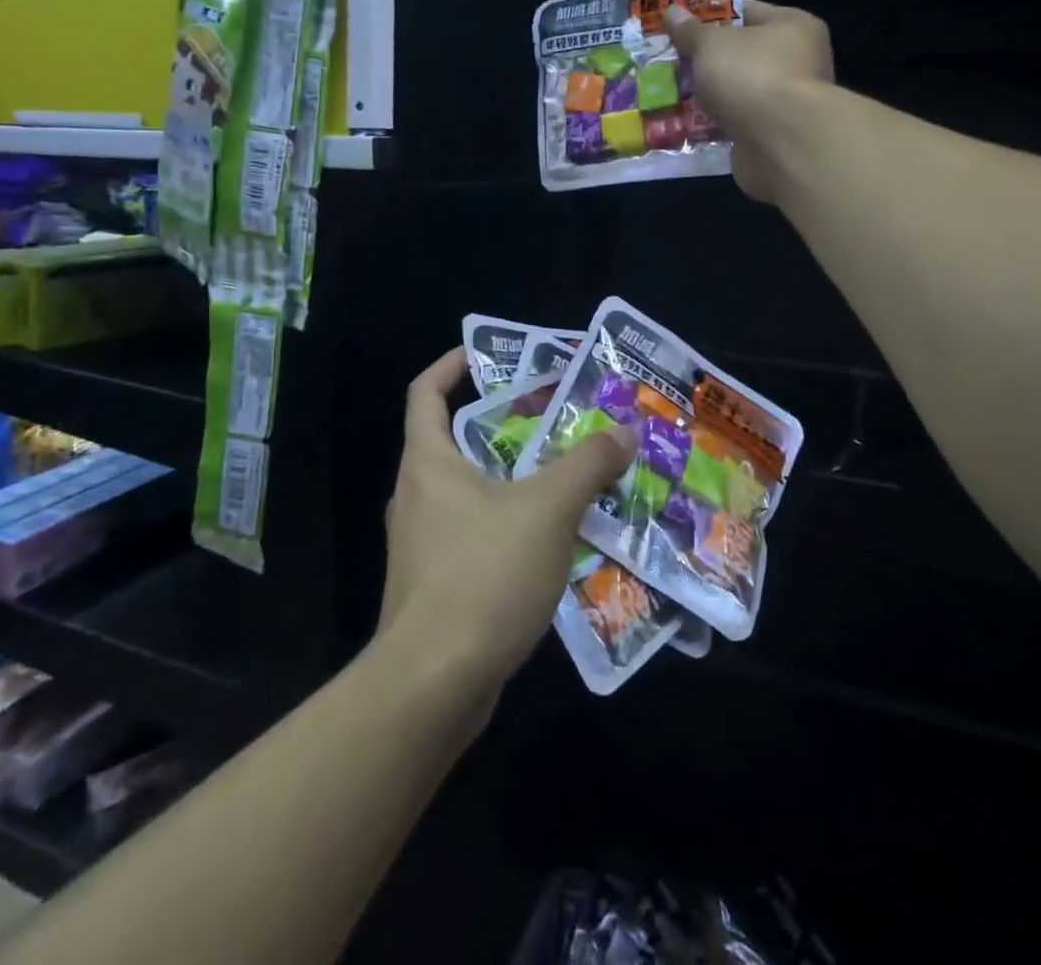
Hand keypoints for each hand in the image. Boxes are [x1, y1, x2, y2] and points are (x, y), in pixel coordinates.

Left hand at [377, 350, 638, 697]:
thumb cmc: (483, 575)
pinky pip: (475, 534)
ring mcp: (422, 543)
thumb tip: (623, 431)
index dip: (452, 366)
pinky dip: (510, 524)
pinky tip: (553, 540)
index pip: (425, 393)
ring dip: (513, 479)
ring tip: (566, 476)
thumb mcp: (547, 509)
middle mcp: (417, 495)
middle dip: (504, 424)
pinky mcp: (436, 583)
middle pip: (455, 440)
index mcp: (428, 463)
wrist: (433, 685)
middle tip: (555, 419)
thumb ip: (587, 465)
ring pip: (470, 491)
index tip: (486, 356)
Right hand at [666, 0, 833, 205]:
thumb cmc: (751, 76)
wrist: (780, 143)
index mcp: (793, 25)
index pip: (748, 11)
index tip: (681, 26)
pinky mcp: (776, 135)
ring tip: (675, 94)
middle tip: (674, 62)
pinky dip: (719, 124)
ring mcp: (789, 101)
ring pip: (741, 91)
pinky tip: (690, 125)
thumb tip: (673, 12)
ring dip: (713, 95)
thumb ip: (691, 31)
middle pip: (744, 54)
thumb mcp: (711, 45)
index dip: (712, 16)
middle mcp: (799, 61)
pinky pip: (740, 122)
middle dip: (709, 60)